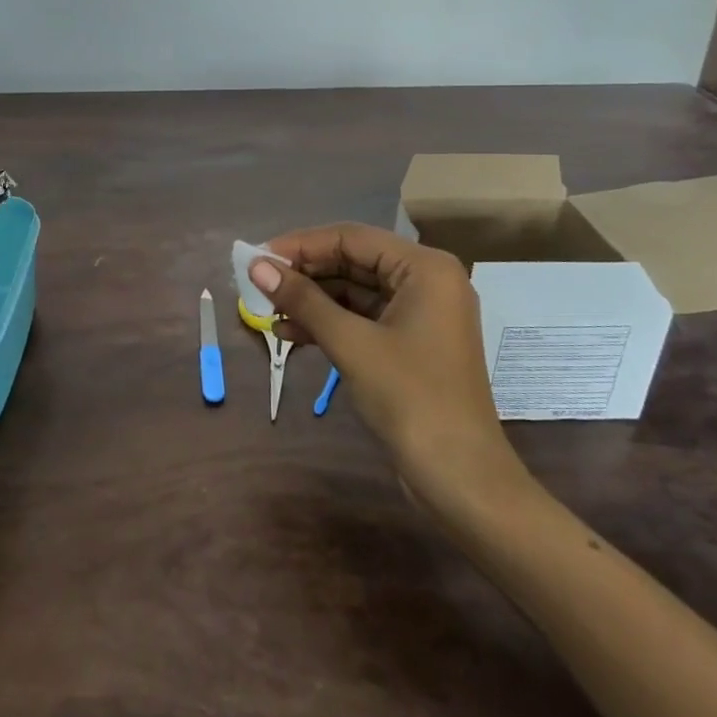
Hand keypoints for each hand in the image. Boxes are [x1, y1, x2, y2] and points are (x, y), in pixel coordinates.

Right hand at [252, 223, 531, 508]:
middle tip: (257, 283)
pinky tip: (289, 334)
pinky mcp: (408, 343)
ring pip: (353, 291)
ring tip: (266, 310)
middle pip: (352, 261)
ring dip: (311, 300)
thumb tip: (256, 266)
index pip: (351, 238)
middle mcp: (425, 281)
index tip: (257, 257)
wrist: (460, 478)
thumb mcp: (351, 343)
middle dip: (304, 274)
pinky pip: (361, 318)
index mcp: (424, 268)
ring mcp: (418, 313)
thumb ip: (303, 300)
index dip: (301, 245)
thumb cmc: (411, 398)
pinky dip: (327, 323)